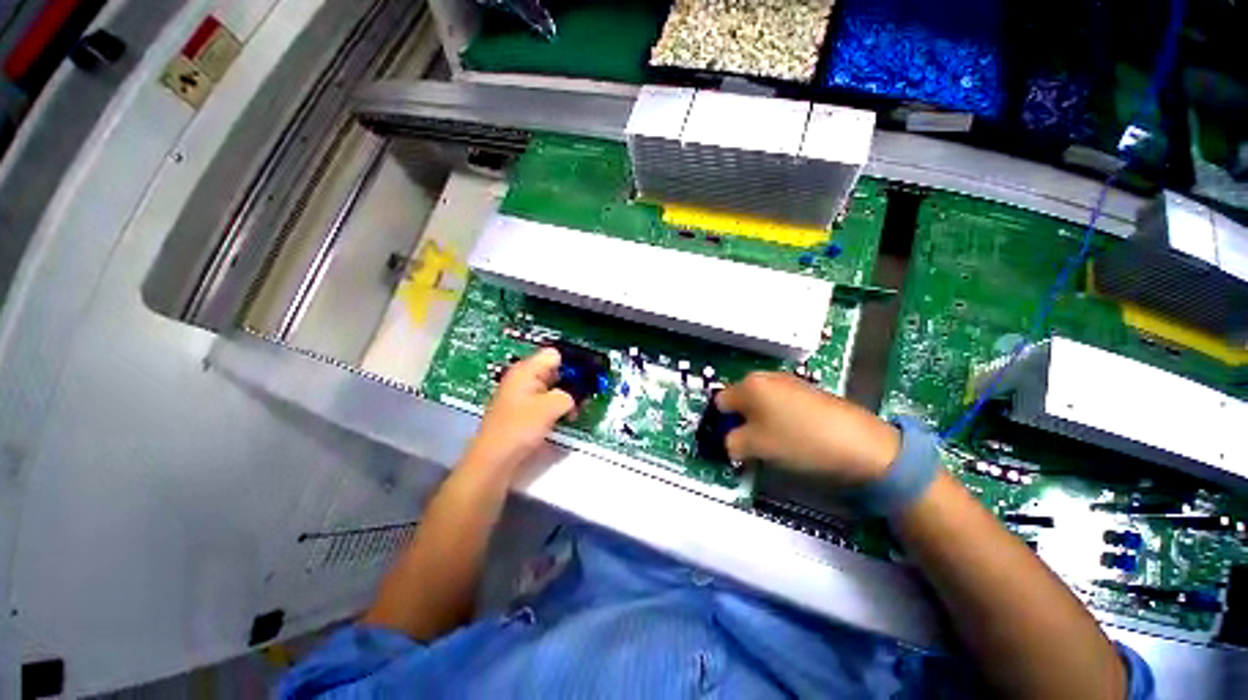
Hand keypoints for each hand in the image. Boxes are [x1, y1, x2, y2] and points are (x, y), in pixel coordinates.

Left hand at [463, 348, 575, 477]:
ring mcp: (521, 395)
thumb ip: (569, 395)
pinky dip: (555, 407)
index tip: (586, 378)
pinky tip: (564, 418)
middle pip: (553, 370)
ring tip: (576, 410)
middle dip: (571, 381)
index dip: (571, 364)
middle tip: (586, 396)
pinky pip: (544, 401)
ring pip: (551, 387)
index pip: (554, 355)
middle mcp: (523, 378)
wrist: (494, 460)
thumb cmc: (520, 428)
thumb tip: (574, 397)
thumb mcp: (551, 407)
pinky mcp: (522, 411)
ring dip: (565, 397)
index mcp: (526, 370)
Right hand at [716, 372, 901, 486]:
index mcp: (750, 385)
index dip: (721, 423)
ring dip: (760, 420)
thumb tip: (730, 442)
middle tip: (751, 444)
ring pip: (761, 402)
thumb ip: (731, 443)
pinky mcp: (809, 391)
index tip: (729, 441)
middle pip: (740, 400)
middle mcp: (767, 377)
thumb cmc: (799, 442)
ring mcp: (790, 381)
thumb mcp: (755, 447)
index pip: (720, 402)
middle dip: (741, 421)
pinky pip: (781, 403)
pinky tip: (794, 436)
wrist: (860, 445)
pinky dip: (779, 418)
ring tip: (774, 442)